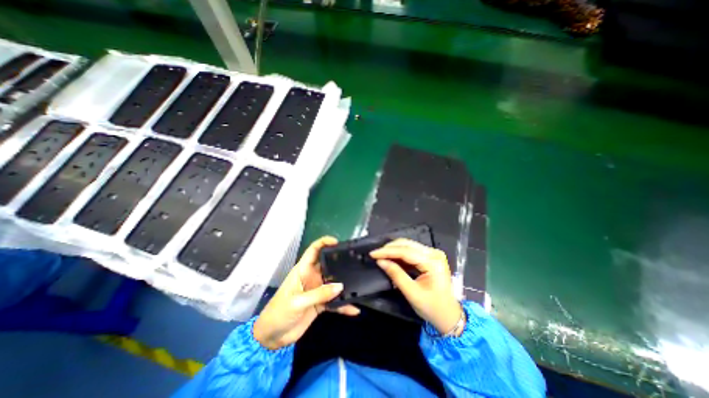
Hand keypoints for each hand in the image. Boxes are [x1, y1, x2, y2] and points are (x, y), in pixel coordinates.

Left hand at [254, 235, 360, 349]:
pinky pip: (335, 301)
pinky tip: (353, 309)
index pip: (313, 250)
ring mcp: (317, 290)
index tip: (337, 242)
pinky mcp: (321, 303)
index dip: (324, 242)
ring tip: (358, 283)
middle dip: (339, 261)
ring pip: (334, 282)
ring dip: (344, 284)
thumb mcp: (297, 302)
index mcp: (303, 270)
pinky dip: (343, 305)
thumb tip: (340, 286)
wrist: (272, 337)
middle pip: (328, 264)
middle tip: (354, 261)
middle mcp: (312, 277)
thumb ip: (319, 294)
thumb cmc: (279, 313)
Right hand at [372, 239, 466, 334]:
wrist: (450, 316)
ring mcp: (433, 254)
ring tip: (380, 255)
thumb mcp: (412, 293)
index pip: (406, 251)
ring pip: (408, 246)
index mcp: (433, 262)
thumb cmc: (433, 308)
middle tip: (375, 254)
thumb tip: (380, 261)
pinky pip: (411, 251)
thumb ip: (396, 275)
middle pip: (407, 244)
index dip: (387, 251)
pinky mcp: (430, 257)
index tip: (373, 253)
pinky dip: (400, 254)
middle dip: (389, 248)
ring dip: (393, 250)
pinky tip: (391, 258)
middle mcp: (434, 253)